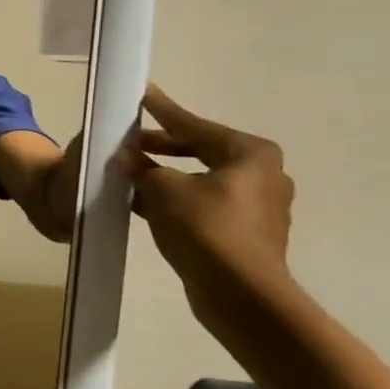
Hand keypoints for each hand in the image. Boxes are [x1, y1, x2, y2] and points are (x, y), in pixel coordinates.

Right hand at [117, 85, 294, 297]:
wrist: (240, 294)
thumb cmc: (205, 228)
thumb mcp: (161, 188)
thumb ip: (141, 165)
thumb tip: (126, 154)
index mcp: (250, 153)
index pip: (194, 125)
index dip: (162, 111)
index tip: (142, 94)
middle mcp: (263, 173)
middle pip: (200, 150)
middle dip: (161, 147)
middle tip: (128, 141)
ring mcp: (259, 205)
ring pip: (201, 178)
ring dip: (166, 175)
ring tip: (130, 172)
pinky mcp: (248, 231)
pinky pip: (204, 202)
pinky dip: (177, 198)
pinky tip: (145, 202)